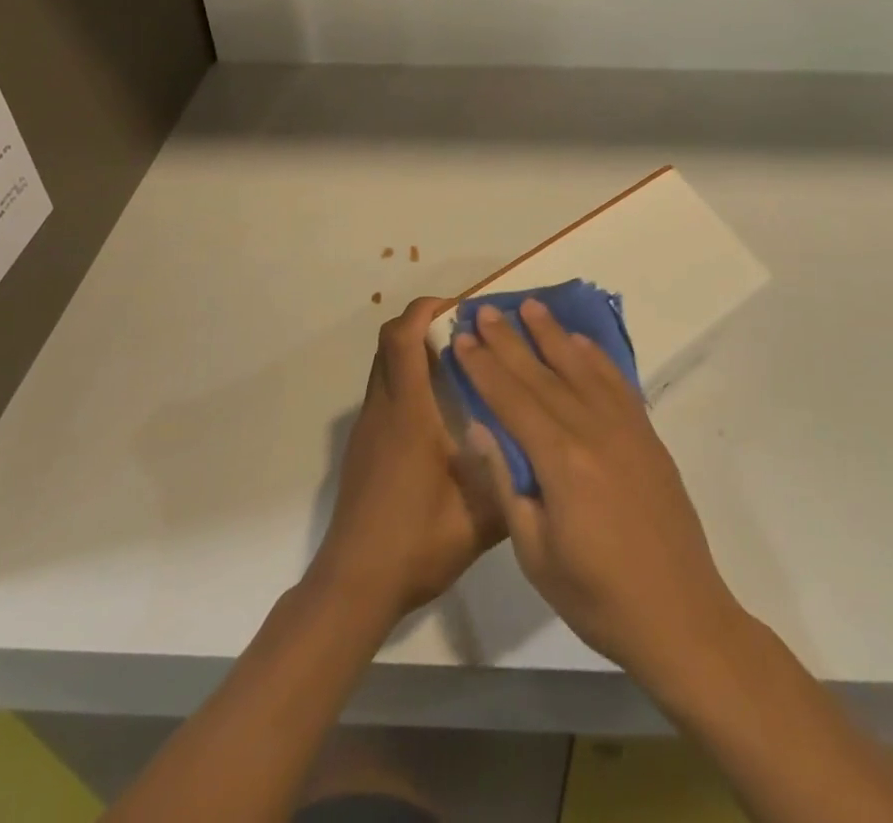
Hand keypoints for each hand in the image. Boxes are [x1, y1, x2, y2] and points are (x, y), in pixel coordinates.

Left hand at [310, 298, 505, 625]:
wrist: (353, 586)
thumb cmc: (415, 544)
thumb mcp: (478, 519)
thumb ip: (509, 479)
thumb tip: (539, 448)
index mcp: (408, 414)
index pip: (403, 339)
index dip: (426, 310)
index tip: (461, 307)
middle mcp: (383, 411)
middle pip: (389, 342)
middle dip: (422, 323)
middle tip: (466, 332)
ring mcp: (368, 429)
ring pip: (385, 367)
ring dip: (414, 352)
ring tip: (460, 366)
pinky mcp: (364, 448)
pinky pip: (384, 393)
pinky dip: (407, 381)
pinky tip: (440, 412)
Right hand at [452, 299, 745, 685]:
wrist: (680, 616)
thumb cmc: (597, 597)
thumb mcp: (535, 553)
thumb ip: (507, 483)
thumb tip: (480, 428)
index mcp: (561, 460)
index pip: (511, 399)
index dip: (483, 366)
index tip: (461, 338)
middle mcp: (593, 430)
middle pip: (541, 374)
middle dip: (508, 340)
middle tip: (484, 310)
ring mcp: (626, 428)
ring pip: (580, 367)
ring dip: (552, 335)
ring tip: (530, 306)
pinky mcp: (647, 436)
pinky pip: (617, 382)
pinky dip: (595, 357)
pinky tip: (580, 342)